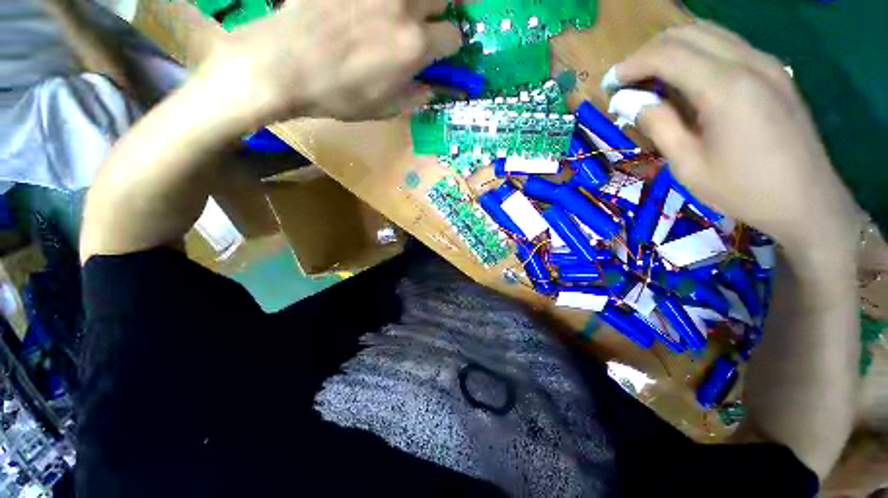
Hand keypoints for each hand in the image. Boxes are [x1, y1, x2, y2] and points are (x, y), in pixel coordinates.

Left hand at [203, 0, 460, 123]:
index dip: (451, 46)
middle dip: (448, 8)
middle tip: (437, 17)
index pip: (453, 37)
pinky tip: (377, 10)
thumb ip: (415, 97)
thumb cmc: (339, 95)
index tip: (443, 51)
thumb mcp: (384, 109)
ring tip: (411, 12)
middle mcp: (404, 8)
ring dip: (422, 0)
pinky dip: (387, 1)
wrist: (285, 64)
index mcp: (415, 47)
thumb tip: (432, 89)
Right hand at [609, 22, 860, 258]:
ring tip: (650, 76)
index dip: (632, 64)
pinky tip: (685, 77)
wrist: (807, 201)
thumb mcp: (687, 165)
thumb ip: (659, 125)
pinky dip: (698, 52)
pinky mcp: (775, 71)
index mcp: (725, 88)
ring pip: (710, 32)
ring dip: (673, 47)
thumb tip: (631, 102)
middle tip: (627, 79)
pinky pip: (728, 45)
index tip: (609, 83)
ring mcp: (767, 62)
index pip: (668, 54)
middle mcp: (748, 62)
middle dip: (649, 51)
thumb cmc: (742, 189)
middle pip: (688, 33)